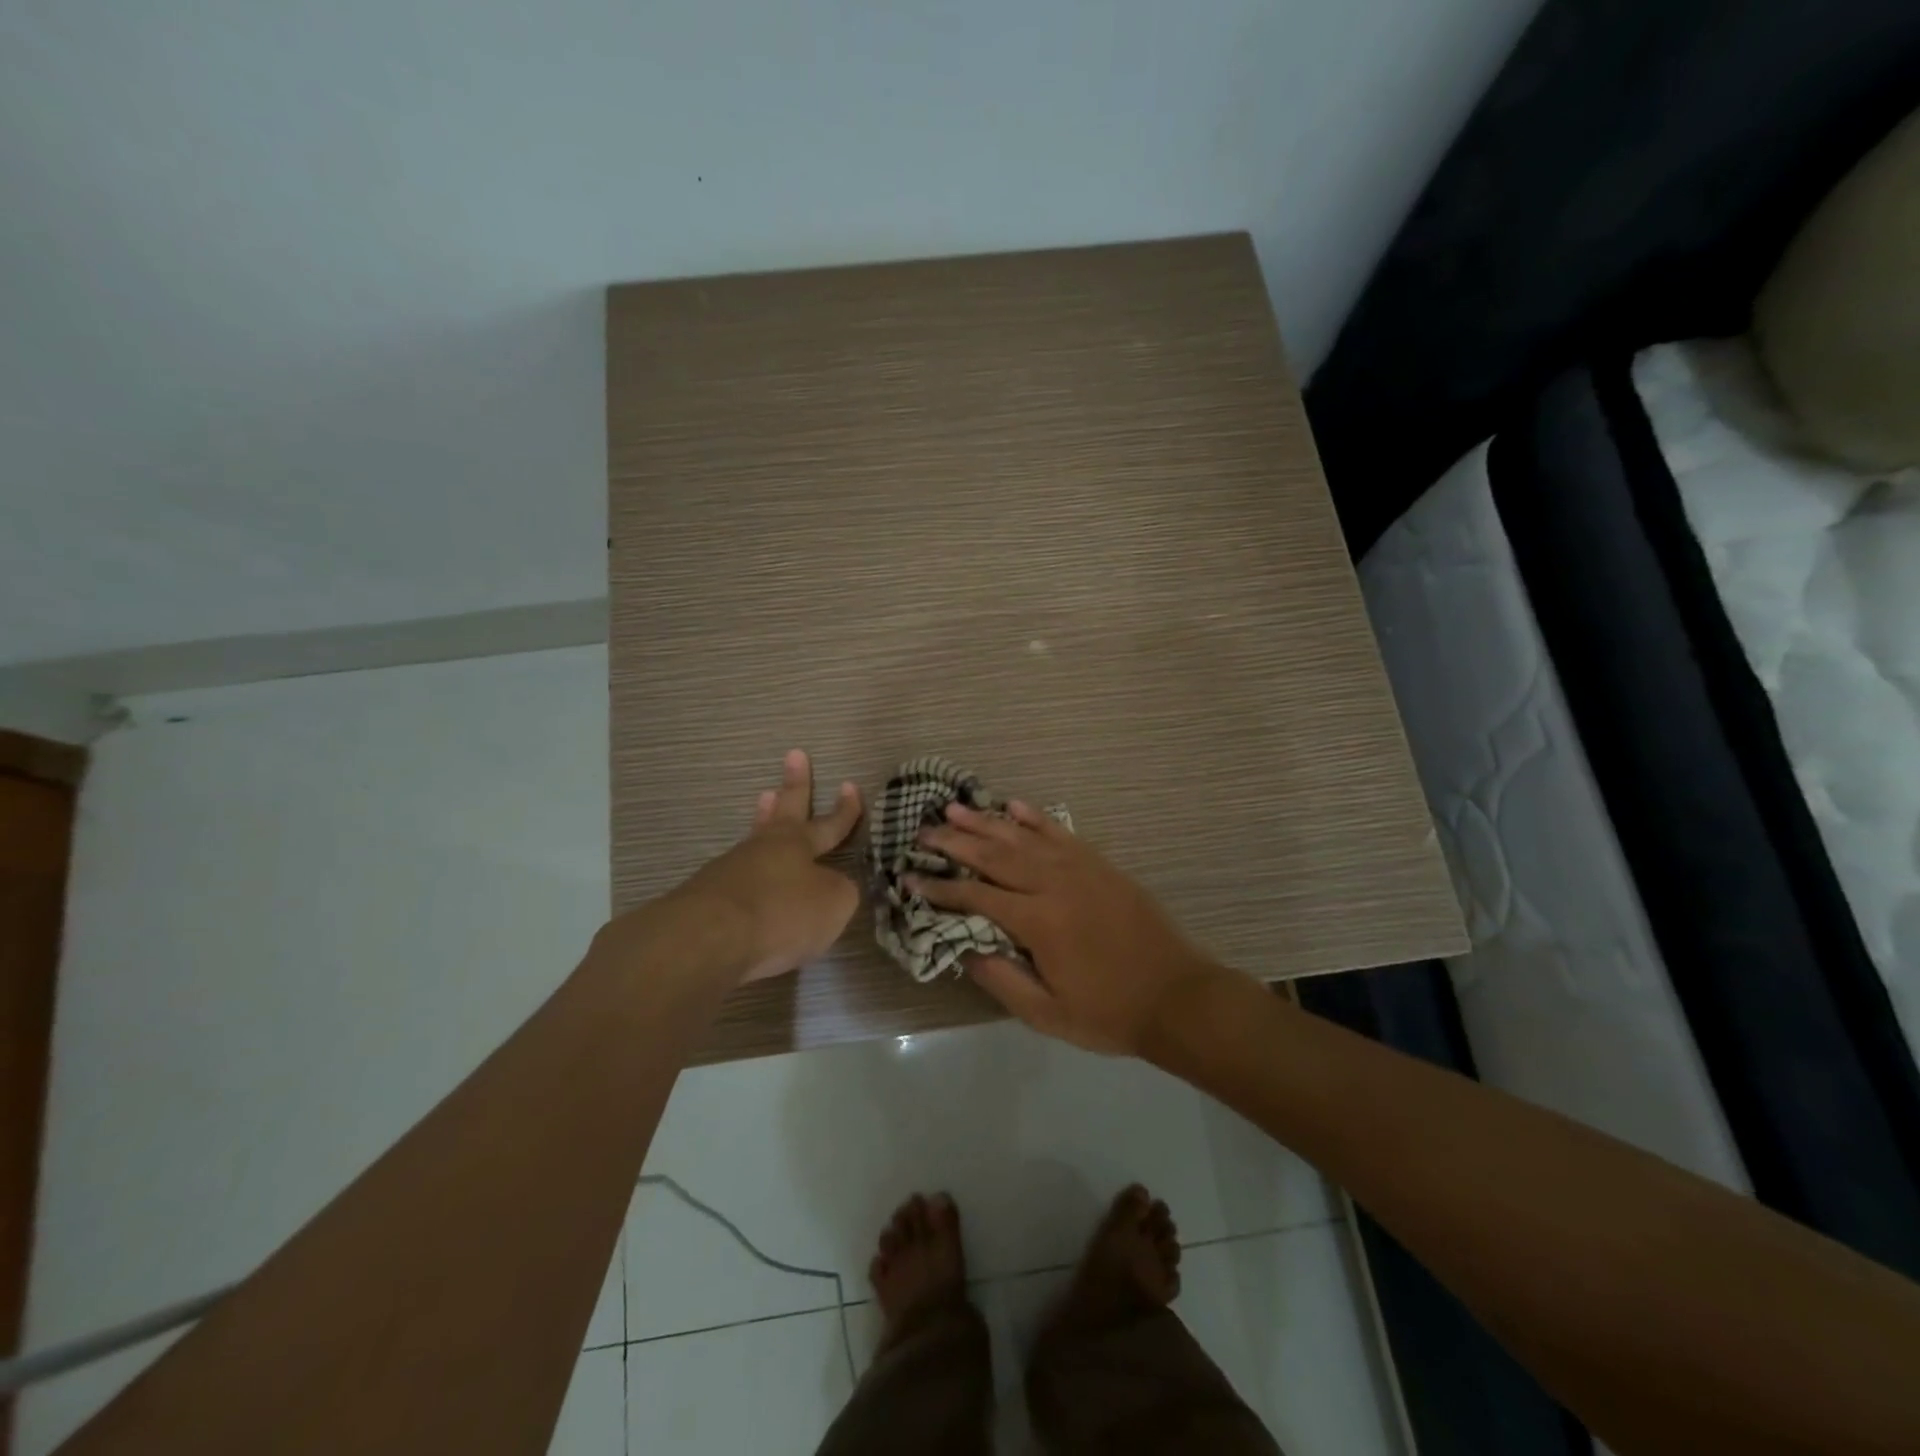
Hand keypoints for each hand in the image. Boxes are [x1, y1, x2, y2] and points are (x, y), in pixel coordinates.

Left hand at [670, 749, 864, 983]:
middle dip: (794, 784)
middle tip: (794, 755)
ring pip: (755, 836)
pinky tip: (747, 876)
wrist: (709, 937)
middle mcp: (765, 848)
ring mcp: (731, 868)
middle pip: (784, 810)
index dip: (844, 809)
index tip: (850, 784)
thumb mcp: (832, 905)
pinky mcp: (707, 896)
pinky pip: (737, 874)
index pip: (829, 824)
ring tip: (765, 799)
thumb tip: (833, 887)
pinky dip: (747, 869)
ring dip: (763, 817)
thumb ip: (840, 892)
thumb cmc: (782, 913)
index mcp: (798, 845)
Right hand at [911, 801, 1221, 1053]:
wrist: (1177, 996)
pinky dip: (1035, 816)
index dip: (939, 887)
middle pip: (994, 856)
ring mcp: (1079, 868)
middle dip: (954, 842)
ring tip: (954, 807)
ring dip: (986, 821)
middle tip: (923, 831)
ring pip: (1022, 837)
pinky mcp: (1099, 863)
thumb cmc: (1108, 1012)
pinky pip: (1060, 831)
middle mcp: (1053, 884)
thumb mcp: (1048, 1014)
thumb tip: (963, 949)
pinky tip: (1014, 805)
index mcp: (1037, 921)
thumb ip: (1001, 979)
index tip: (910, 877)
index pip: (975, 896)